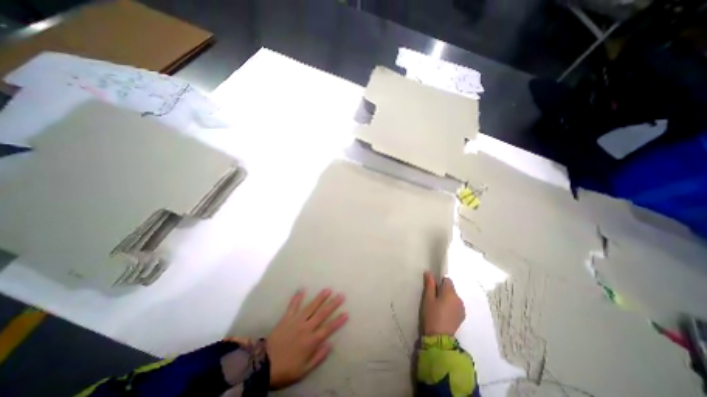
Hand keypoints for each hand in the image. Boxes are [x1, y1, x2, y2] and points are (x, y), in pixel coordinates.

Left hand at [267, 289, 347, 389]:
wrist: (263, 364)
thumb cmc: (285, 369)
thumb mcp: (304, 371)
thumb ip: (318, 357)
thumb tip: (330, 345)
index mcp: (311, 341)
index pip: (328, 329)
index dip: (338, 321)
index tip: (346, 313)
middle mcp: (306, 328)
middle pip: (322, 314)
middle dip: (333, 304)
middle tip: (341, 295)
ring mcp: (296, 321)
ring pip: (310, 307)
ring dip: (320, 298)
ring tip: (327, 289)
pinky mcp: (287, 318)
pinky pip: (293, 306)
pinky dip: (297, 298)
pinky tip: (302, 289)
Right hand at [421, 272, 467, 335]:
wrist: (439, 337)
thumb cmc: (432, 315)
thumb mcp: (428, 298)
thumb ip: (429, 284)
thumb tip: (429, 272)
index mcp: (450, 292)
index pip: (447, 280)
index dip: (439, 282)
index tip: (432, 289)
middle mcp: (459, 298)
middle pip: (450, 288)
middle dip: (443, 290)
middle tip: (433, 298)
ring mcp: (462, 308)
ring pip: (453, 297)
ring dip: (447, 298)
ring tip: (438, 307)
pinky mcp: (462, 316)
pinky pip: (456, 305)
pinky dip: (451, 306)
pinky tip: (444, 313)